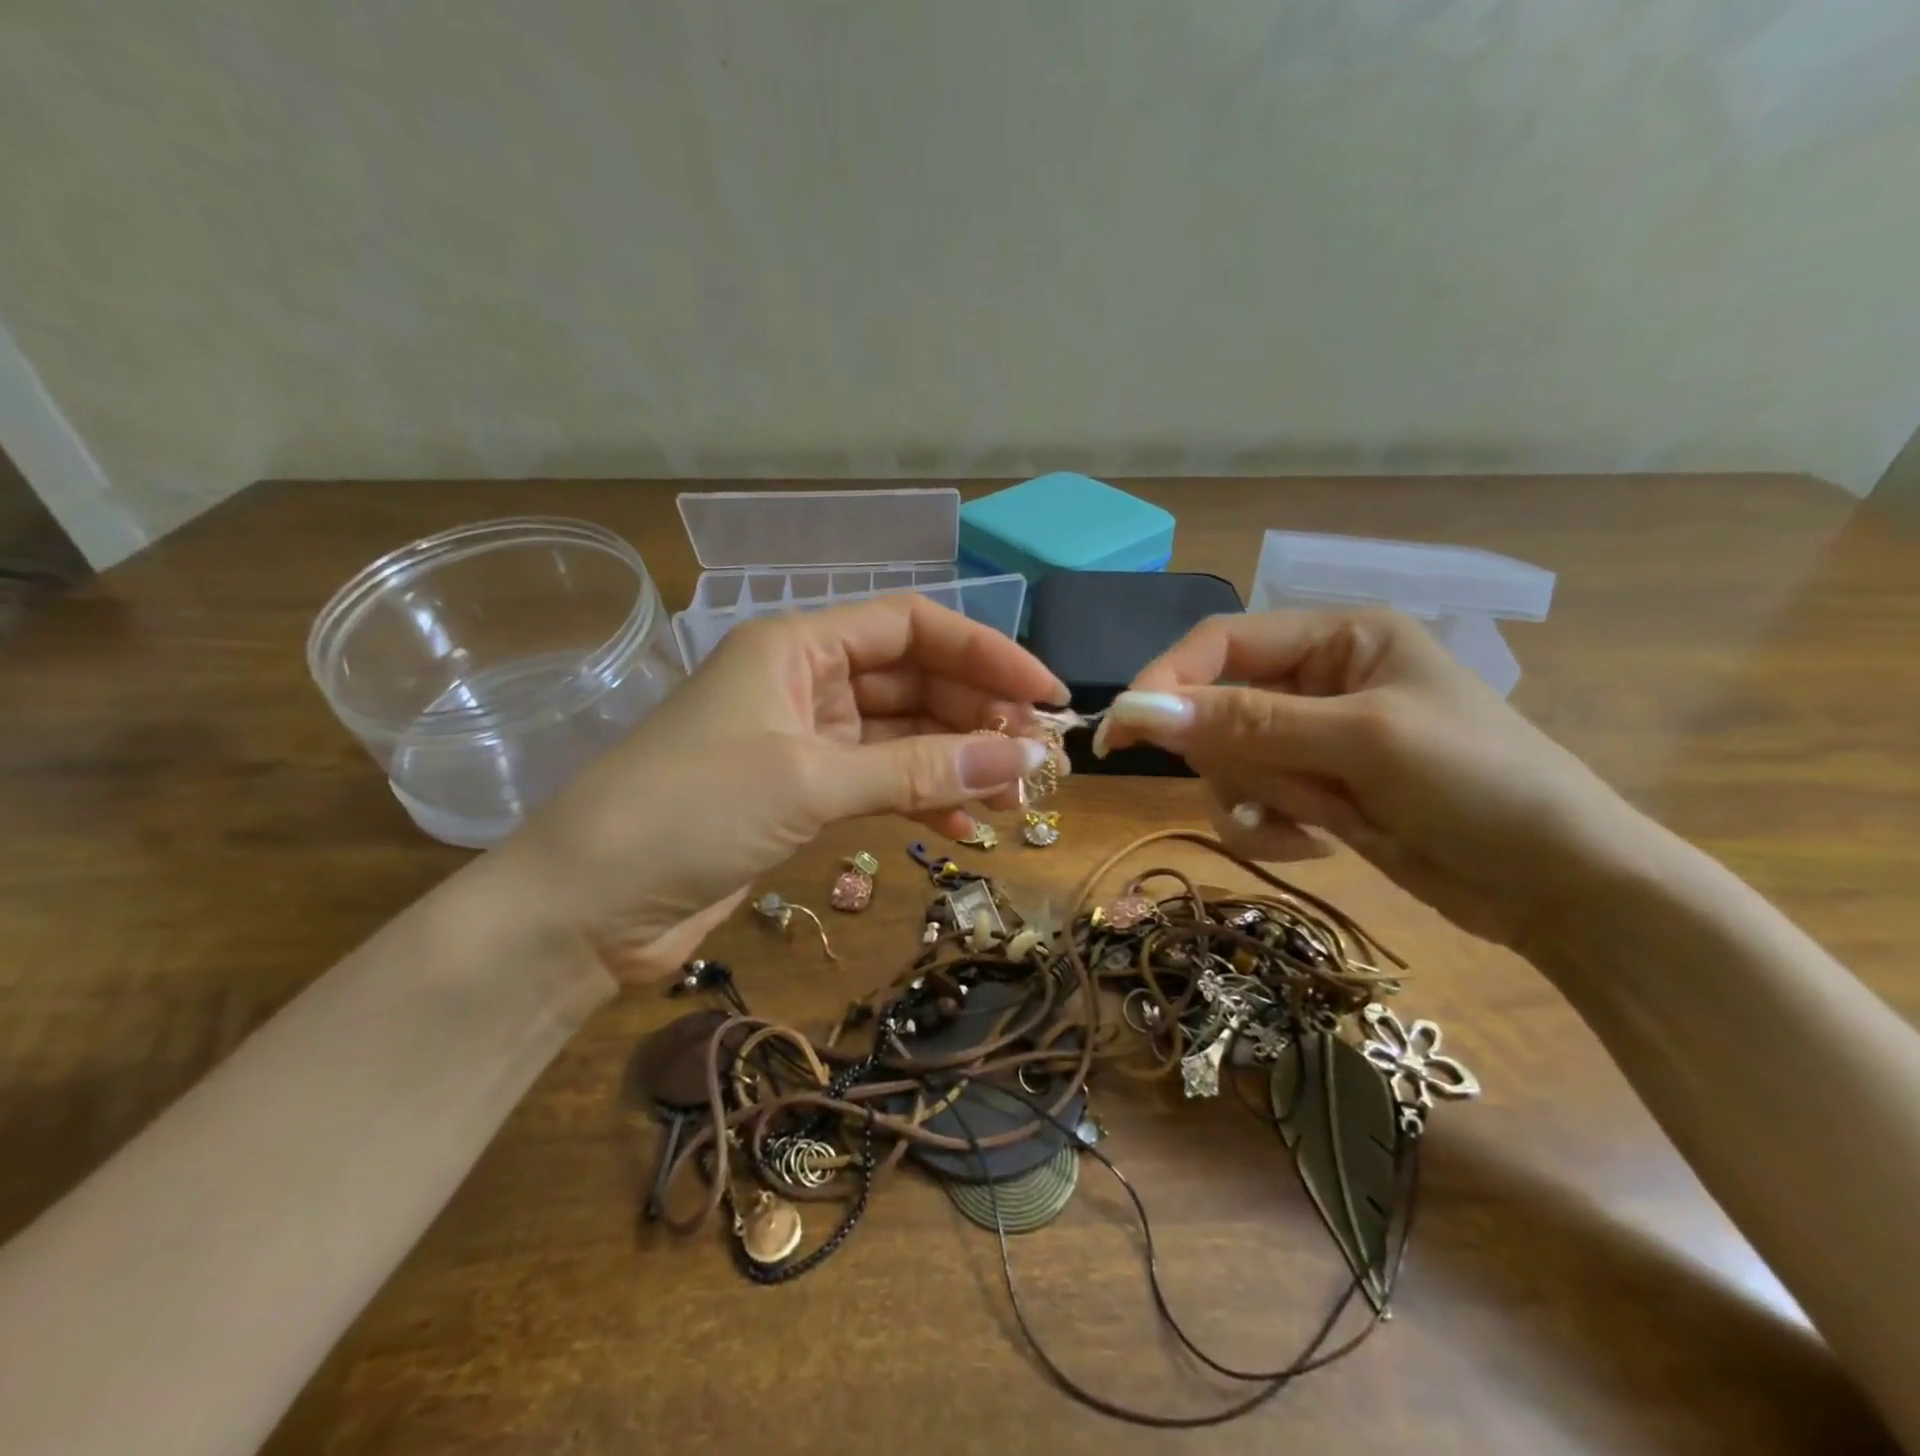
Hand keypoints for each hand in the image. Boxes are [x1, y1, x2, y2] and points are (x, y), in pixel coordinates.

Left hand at [497, 596, 1066, 979]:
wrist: (588, 907)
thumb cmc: (688, 813)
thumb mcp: (810, 781)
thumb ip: (918, 770)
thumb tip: (1019, 760)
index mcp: (797, 645)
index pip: (911, 626)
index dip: (984, 652)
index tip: (1043, 693)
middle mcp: (805, 681)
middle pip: (914, 681)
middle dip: (977, 716)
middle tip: (1036, 760)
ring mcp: (804, 740)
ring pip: (903, 737)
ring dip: (957, 763)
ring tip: (1013, 800)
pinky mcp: (801, 795)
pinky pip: (880, 783)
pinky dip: (922, 800)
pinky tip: (963, 828)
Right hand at [1095, 609, 1647, 947]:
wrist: (1561, 888)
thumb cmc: (1480, 785)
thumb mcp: (1362, 741)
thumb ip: (1246, 723)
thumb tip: (1135, 710)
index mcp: (1337, 637)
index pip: (1220, 643)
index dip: (1166, 682)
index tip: (1121, 732)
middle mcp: (1317, 680)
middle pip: (1215, 707)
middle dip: (1236, 758)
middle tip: (1279, 791)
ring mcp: (1313, 740)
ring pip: (1225, 761)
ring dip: (1255, 798)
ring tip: (1313, 821)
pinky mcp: (1313, 791)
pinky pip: (1249, 801)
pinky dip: (1268, 828)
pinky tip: (1318, 843)